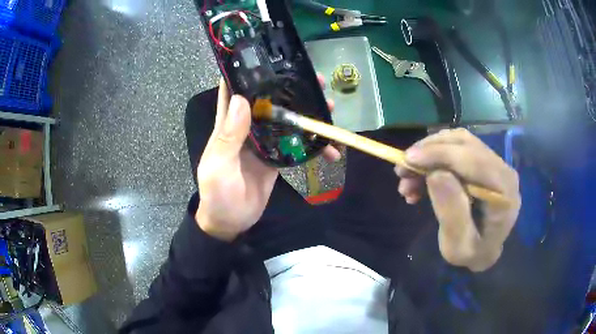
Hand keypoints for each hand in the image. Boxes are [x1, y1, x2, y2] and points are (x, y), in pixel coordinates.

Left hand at [196, 78, 338, 240]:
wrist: (231, 222)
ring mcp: (263, 142)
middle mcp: (246, 127)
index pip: (233, 90)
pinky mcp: (276, 157)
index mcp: (228, 124)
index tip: (265, 55)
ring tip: (329, 104)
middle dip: (288, 87)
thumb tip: (243, 100)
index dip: (246, 71)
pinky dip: (311, 144)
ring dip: (305, 111)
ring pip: (285, 119)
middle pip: (268, 100)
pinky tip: (329, 145)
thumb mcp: (219, 166)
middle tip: (313, 77)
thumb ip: (229, 136)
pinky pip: (295, 144)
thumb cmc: (217, 194)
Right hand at [395, 129, 520, 271]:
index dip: (440, 153)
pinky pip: (457, 149)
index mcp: (504, 190)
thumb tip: (435, 174)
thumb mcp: (458, 245)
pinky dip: (434, 158)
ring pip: (458, 142)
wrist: (485, 252)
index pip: (473, 159)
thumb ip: (452, 212)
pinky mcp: (483, 163)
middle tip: (402, 168)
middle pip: (464, 143)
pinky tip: (420, 179)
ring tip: (407, 177)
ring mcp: (494, 163)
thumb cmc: (473, 254)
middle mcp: (503, 169)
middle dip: (430, 150)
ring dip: (429, 153)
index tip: (407, 159)